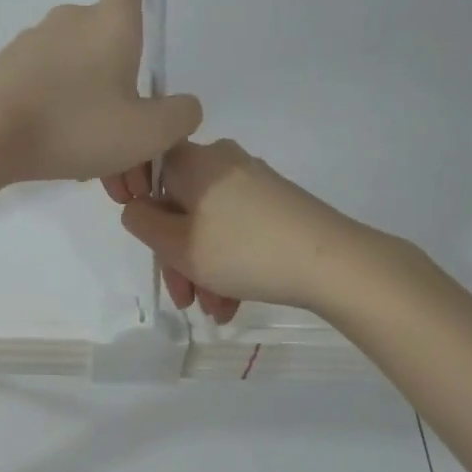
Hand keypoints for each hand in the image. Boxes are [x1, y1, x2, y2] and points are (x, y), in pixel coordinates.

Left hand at [0, 0, 202, 184]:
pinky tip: (59, 155)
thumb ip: (179, 117)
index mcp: (110, 25)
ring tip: (94, 164)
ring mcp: (32, 44)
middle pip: (105, 43)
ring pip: (75, 76)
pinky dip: (58, 118)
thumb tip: (182, 106)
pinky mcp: (3, 69)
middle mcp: (70, 23)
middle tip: (126, 139)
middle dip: (120, 85)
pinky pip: (45, 91)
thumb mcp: (146, 132)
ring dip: (90, 113)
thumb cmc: (74, 126)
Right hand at [114, 139, 365, 320]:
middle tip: (184, 298)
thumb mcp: (178, 245)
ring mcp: (253, 182)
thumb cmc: (243, 250)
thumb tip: (138, 208)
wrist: (333, 263)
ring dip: (204, 269)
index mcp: (194, 160)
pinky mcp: (277, 204)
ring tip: (215, 310)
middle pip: (180, 206)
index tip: (148, 244)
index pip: (150, 168)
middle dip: (177, 257)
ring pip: (209, 225)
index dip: (140, 205)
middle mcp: (222, 162)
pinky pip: (236, 230)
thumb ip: (142, 223)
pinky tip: (233, 302)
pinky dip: (228, 263)